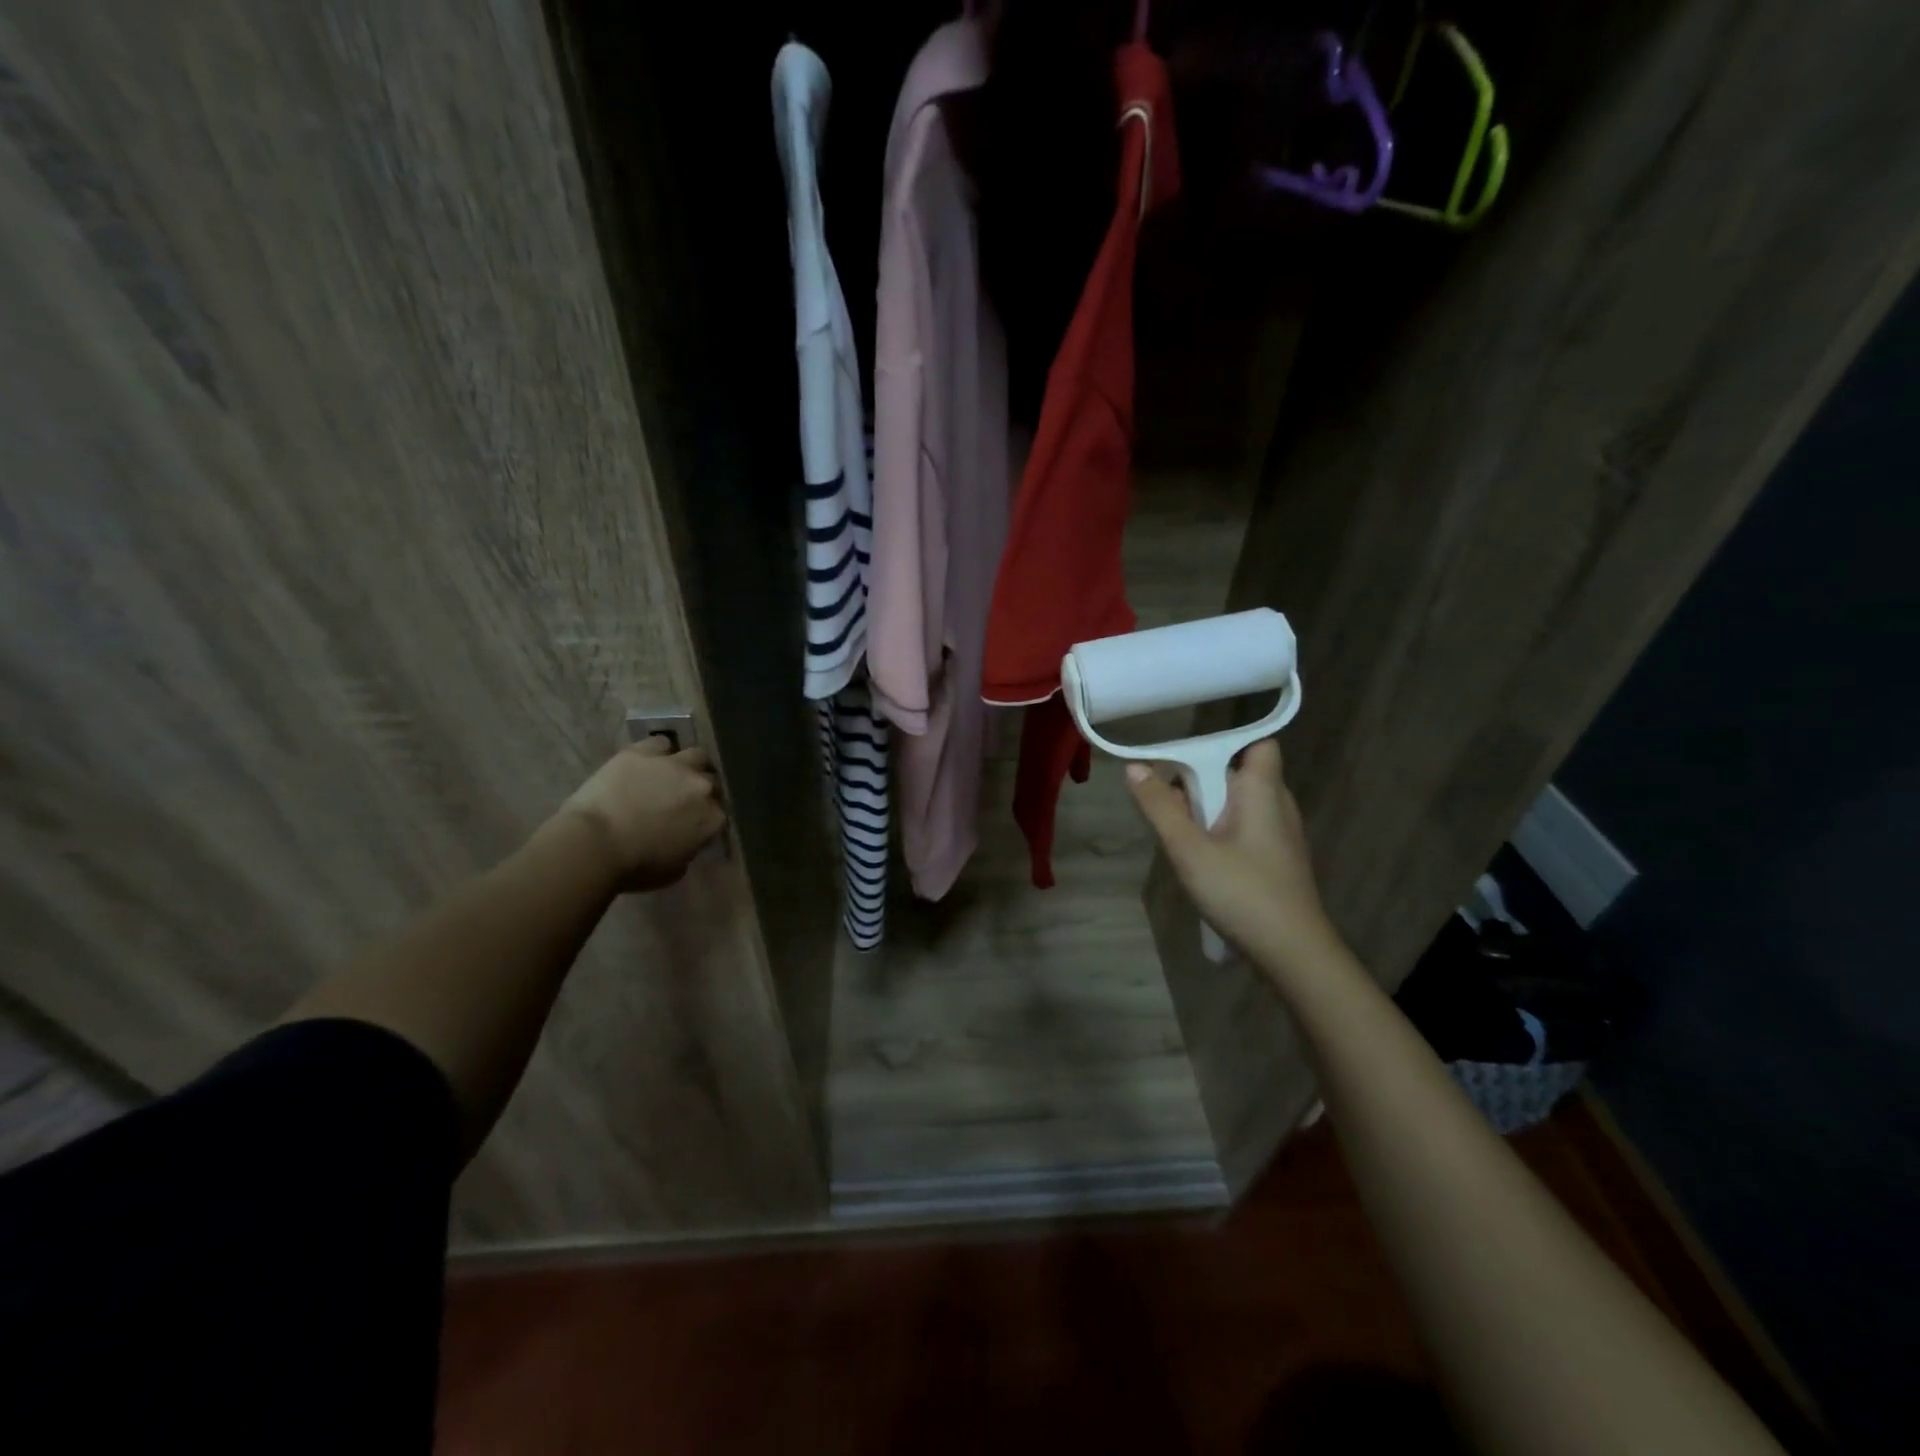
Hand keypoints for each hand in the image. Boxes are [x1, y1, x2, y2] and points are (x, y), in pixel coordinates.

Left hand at [558, 737, 725, 890]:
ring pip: (696, 755)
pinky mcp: (643, 752)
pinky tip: (648, 761)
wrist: (594, 844)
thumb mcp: (674, 870)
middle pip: (711, 781)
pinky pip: (660, 743)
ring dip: (689, 764)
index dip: (706, 818)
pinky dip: (658, 751)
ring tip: (673, 774)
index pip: (719, 813)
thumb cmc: (635, 867)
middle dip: (701, 789)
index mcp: (712, 818)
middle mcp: (701, 786)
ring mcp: (674, 765)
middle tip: (684, 799)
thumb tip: (687, 841)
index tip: (695, 824)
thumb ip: (689, 849)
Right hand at [1126, 738, 1340, 969]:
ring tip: (1177, 829)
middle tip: (1167, 799)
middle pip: (1238, 773)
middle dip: (1201, 779)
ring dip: (1207, 808)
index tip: (1188, 753)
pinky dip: (1220, 829)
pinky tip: (1200, 856)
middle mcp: (1277, 804)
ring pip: (1239, 803)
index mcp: (1262, 791)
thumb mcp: (1189, 849)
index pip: (1258, 743)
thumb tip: (1134, 766)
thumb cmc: (1241, 892)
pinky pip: (1245, 827)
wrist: (1292, 952)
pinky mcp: (1277, 858)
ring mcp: (1281, 834)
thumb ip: (1160, 807)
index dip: (1227, 740)